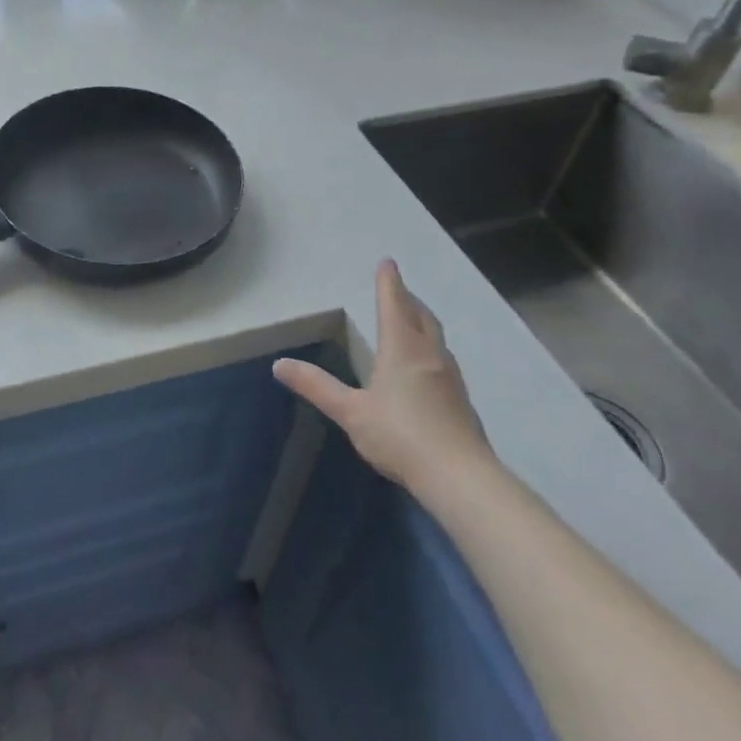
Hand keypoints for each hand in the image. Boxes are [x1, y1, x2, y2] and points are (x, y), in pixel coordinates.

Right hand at [273, 259, 491, 493]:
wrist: (460, 478)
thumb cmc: (400, 436)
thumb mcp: (350, 411)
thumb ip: (316, 386)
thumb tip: (279, 364)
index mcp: (401, 349)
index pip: (394, 304)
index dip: (389, 282)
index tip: (388, 262)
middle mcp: (429, 355)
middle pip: (422, 316)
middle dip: (408, 299)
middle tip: (398, 289)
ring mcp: (450, 378)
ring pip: (436, 338)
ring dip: (422, 323)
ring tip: (410, 322)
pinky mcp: (462, 402)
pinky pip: (443, 361)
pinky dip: (431, 349)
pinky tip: (425, 368)